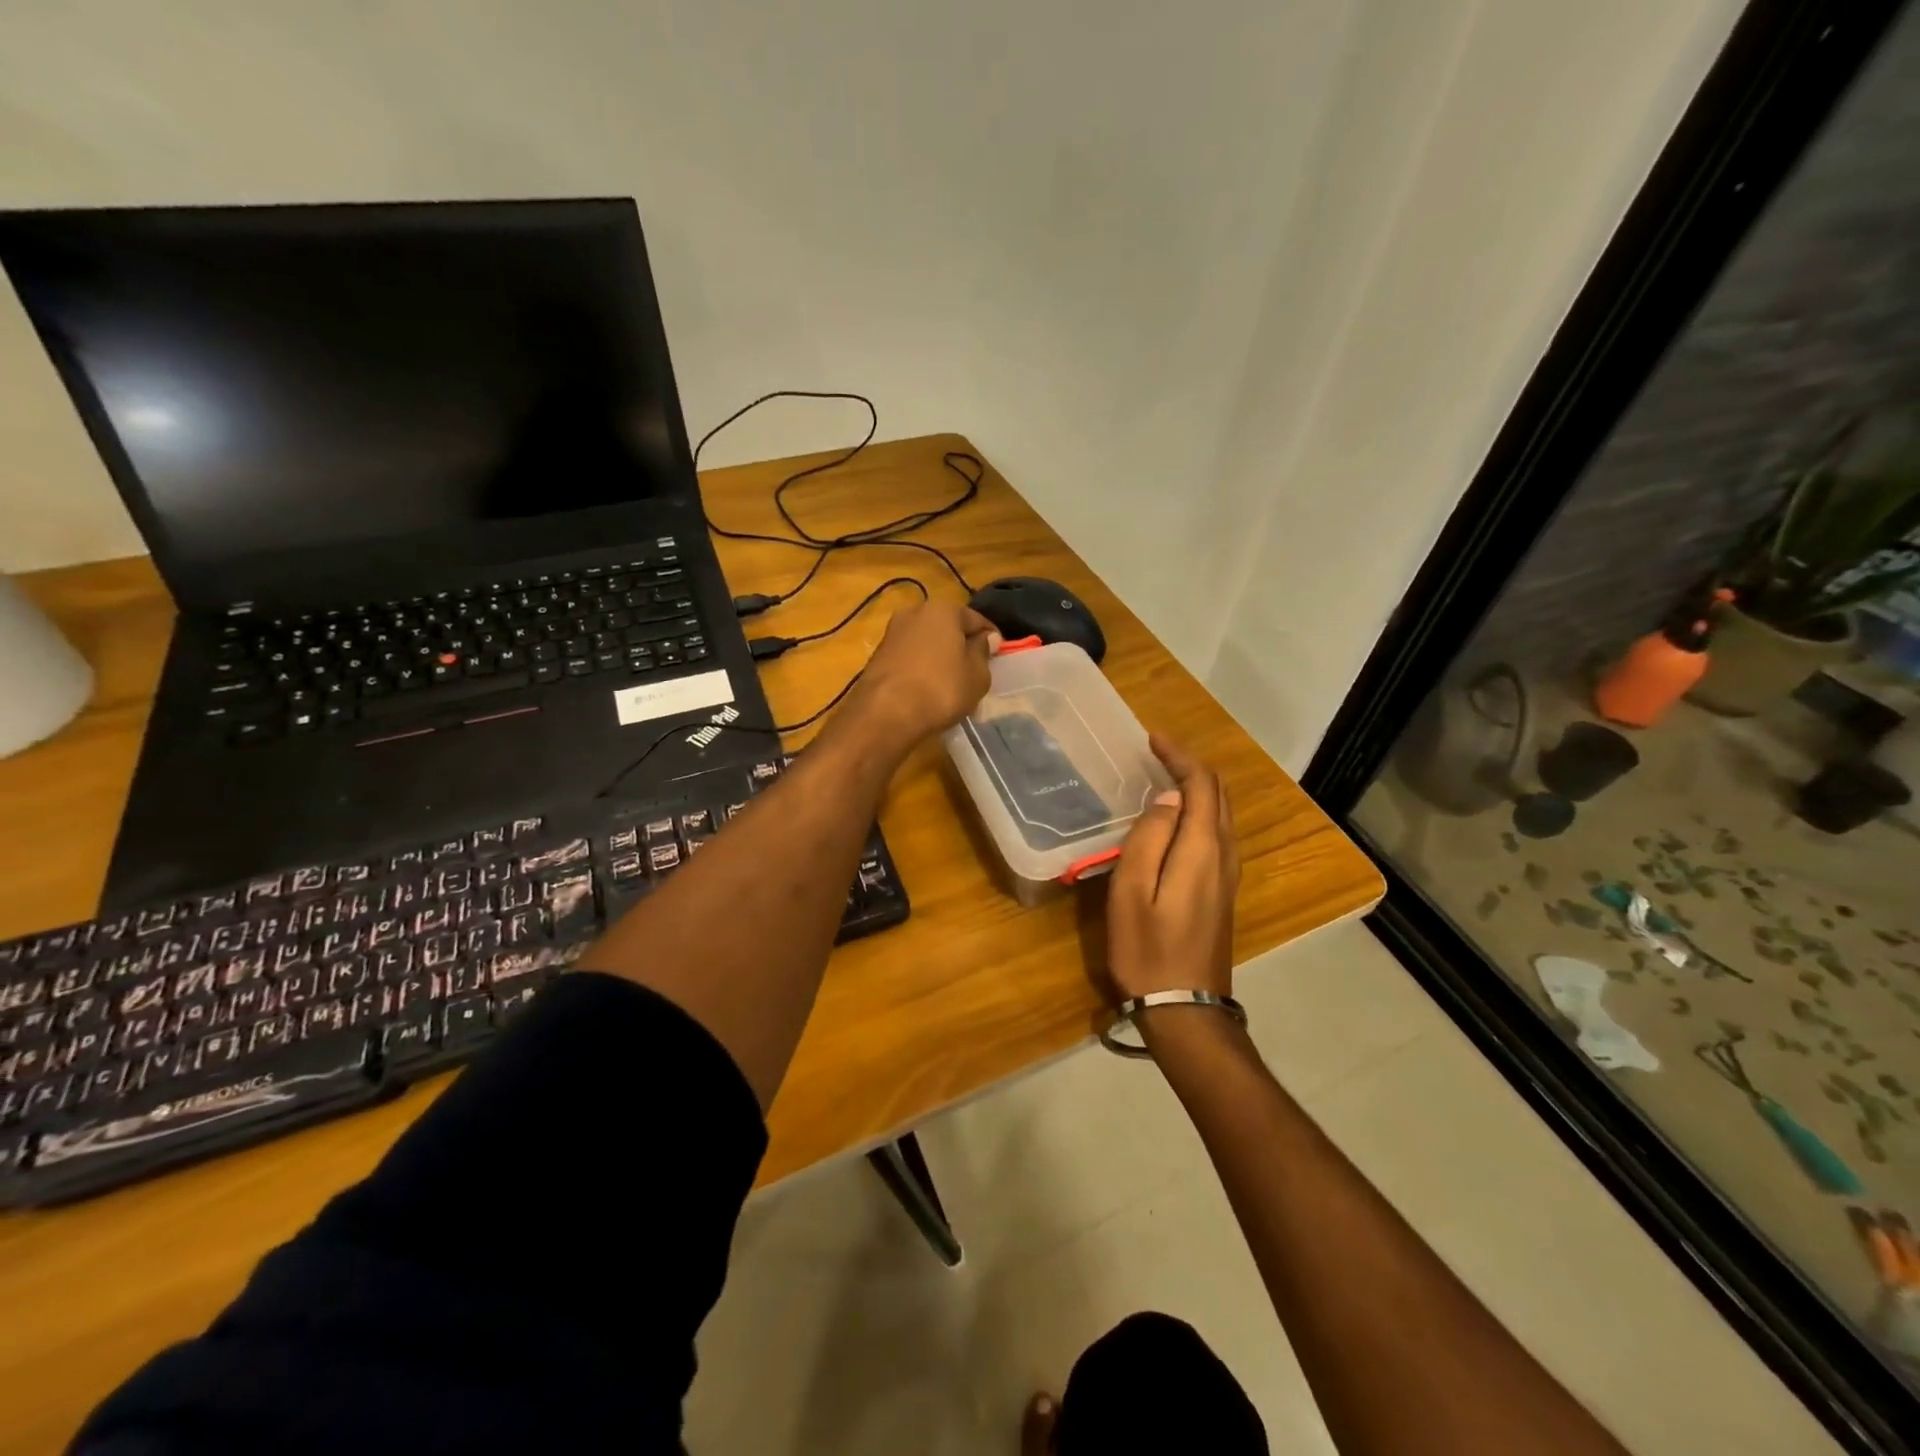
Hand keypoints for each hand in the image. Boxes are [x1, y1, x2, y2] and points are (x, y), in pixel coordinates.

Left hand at [852, 600, 994, 747]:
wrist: (885, 713)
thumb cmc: (941, 689)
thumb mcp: (977, 675)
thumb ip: (983, 652)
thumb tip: (986, 638)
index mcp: (943, 609)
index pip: (977, 619)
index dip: (991, 638)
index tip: (999, 657)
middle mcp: (915, 612)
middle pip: (949, 628)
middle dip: (962, 646)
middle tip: (976, 671)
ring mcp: (893, 633)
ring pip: (928, 643)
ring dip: (941, 657)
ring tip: (952, 683)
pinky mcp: (878, 655)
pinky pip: (911, 657)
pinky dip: (922, 668)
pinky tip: (928, 689)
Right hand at [1106, 736, 1239, 1004]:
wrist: (1185, 1009)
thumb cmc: (1147, 950)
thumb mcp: (1131, 892)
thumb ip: (1149, 840)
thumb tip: (1167, 801)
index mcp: (1201, 850)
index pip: (1200, 786)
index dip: (1179, 757)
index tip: (1152, 739)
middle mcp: (1223, 856)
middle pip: (1218, 797)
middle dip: (1191, 768)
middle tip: (1157, 754)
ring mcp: (1228, 876)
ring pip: (1221, 816)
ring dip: (1198, 789)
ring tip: (1165, 778)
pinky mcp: (1224, 892)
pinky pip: (1218, 835)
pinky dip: (1201, 812)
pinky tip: (1178, 820)